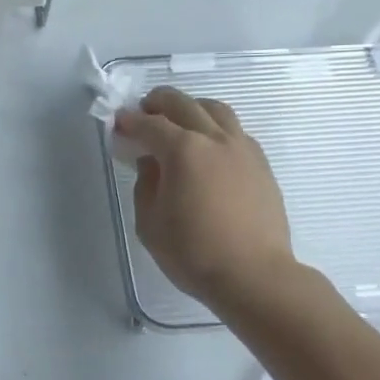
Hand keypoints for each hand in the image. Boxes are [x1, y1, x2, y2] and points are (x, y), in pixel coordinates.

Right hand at [117, 86, 298, 310]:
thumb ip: (146, 184)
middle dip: (158, 103)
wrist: (254, 275)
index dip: (129, 122)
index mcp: (183, 150)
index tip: (118, 124)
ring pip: (216, 110)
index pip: (150, 125)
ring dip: (192, 108)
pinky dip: (216, 127)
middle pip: (184, 104)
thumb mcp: (150, 222)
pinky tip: (208, 146)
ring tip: (179, 120)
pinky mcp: (261, 164)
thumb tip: (151, 162)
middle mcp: (215, 139)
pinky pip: (235, 131)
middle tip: (144, 112)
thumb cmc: (193, 253)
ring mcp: (243, 149)